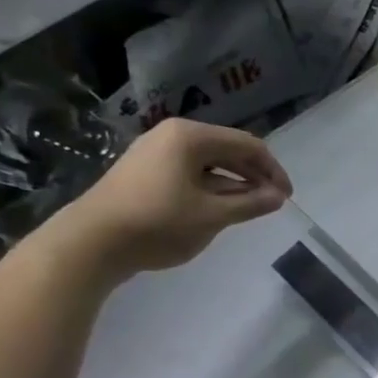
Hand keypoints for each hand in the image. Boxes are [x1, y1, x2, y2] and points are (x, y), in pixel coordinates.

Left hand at [44, 118, 292, 280]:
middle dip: (254, 176)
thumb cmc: (158, 223)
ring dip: (233, 183)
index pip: (248, 145)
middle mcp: (173, 135)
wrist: (91, 242)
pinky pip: (189, 172)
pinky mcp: (144, 171)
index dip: (273, 170)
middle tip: (272, 203)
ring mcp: (155, 152)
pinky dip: (210, 187)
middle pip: (228, 150)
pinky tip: (218, 209)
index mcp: (191, 137)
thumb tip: (279, 197)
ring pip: (209, 163)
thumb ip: (250, 203)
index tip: (287, 197)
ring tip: (249, 208)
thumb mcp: (213, 216)